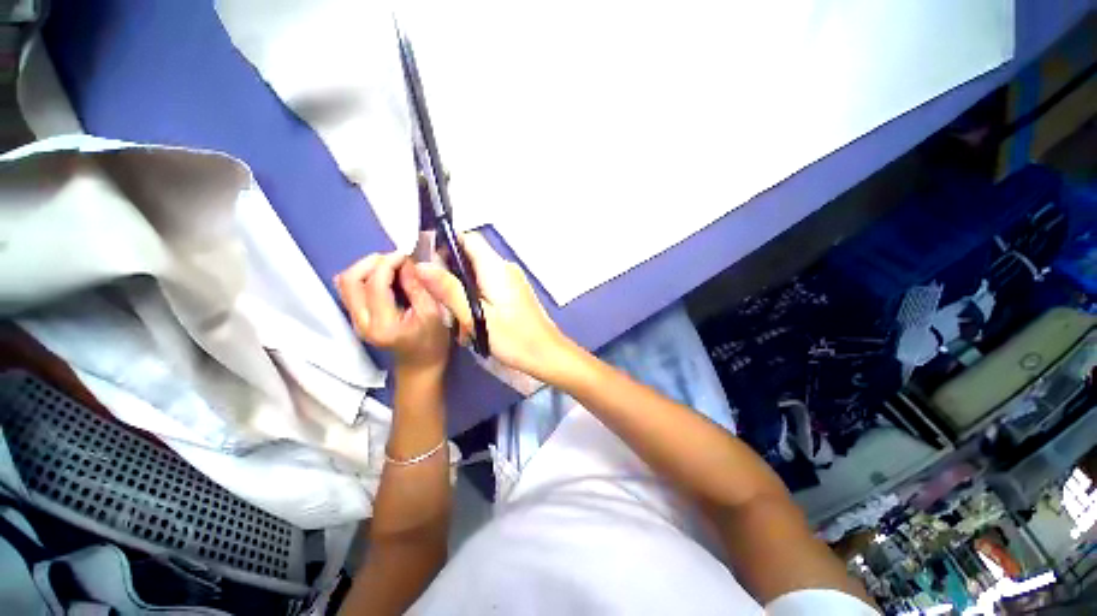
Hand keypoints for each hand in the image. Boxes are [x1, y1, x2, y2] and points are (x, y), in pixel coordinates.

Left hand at [336, 252, 450, 375]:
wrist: (420, 366)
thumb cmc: (432, 342)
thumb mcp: (432, 314)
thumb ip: (417, 288)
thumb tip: (406, 263)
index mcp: (384, 324)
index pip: (375, 284)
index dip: (388, 263)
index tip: (406, 255)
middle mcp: (362, 322)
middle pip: (351, 280)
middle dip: (372, 262)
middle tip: (396, 258)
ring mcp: (355, 321)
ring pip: (346, 282)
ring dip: (366, 267)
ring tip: (390, 265)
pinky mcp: (356, 318)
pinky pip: (350, 289)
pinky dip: (364, 276)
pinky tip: (383, 275)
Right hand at [416, 232, 573, 381]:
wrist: (547, 355)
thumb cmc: (514, 338)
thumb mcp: (476, 317)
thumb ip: (450, 290)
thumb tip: (422, 265)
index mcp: (496, 268)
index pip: (468, 238)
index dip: (445, 243)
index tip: (426, 261)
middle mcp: (505, 268)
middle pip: (470, 256)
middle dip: (450, 272)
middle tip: (437, 296)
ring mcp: (511, 281)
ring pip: (477, 274)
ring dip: (461, 289)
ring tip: (454, 314)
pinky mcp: (513, 293)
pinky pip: (487, 286)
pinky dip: (474, 297)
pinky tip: (470, 320)